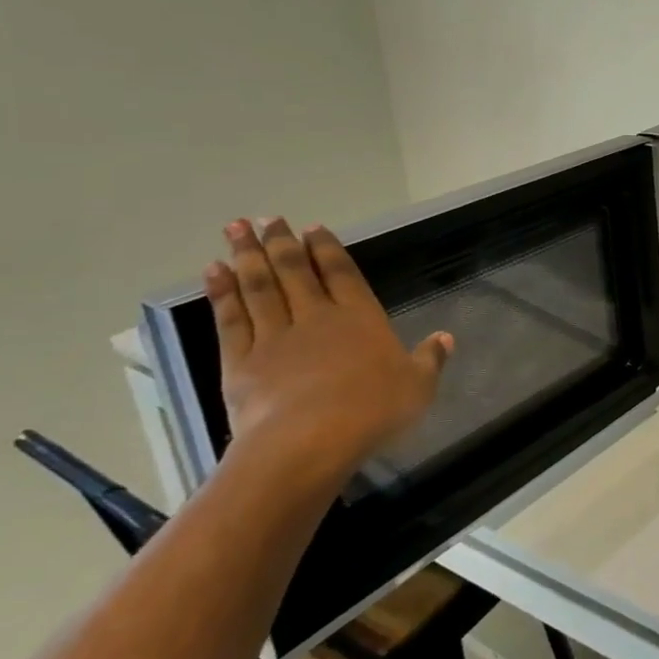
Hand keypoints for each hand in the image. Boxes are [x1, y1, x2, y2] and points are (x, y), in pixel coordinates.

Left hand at [205, 218, 451, 473]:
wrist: (309, 441)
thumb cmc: (373, 410)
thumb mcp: (418, 386)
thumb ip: (430, 359)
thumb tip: (446, 337)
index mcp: (360, 318)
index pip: (342, 274)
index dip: (327, 249)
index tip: (312, 227)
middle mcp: (317, 318)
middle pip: (295, 272)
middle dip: (281, 243)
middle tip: (267, 218)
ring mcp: (275, 337)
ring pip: (260, 288)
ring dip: (247, 257)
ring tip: (235, 229)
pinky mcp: (242, 362)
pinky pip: (231, 319)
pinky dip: (222, 294)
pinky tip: (213, 272)